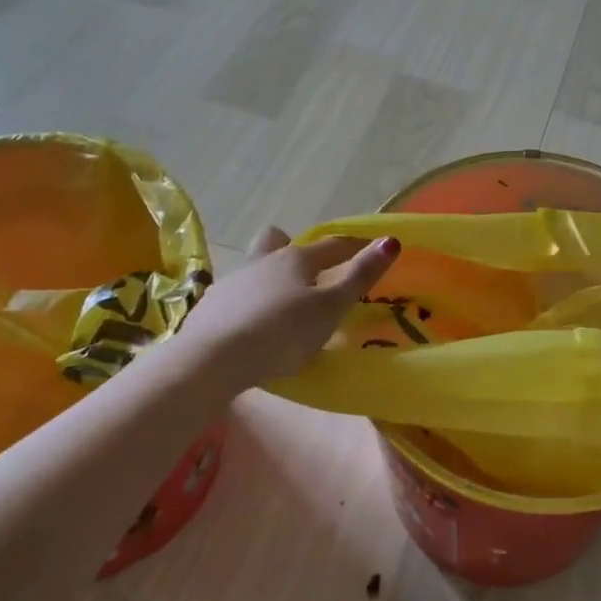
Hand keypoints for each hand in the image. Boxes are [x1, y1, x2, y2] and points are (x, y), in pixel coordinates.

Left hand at [177, 227, 399, 388]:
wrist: (212, 359)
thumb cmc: (282, 332)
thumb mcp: (330, 308)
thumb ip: (360, 276)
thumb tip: (390, 241)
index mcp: (296, 259)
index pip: (332, 245)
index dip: (353, 247)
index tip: (369, 249)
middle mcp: (262, 261)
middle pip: (278, 242)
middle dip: (293, 249)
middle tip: (308, 270)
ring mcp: (232, 283)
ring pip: (255, 269)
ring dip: (269, 278)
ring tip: (280, 305)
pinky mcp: (209, 308)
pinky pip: (235, 297)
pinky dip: (248, 305)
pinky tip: (251, 328)